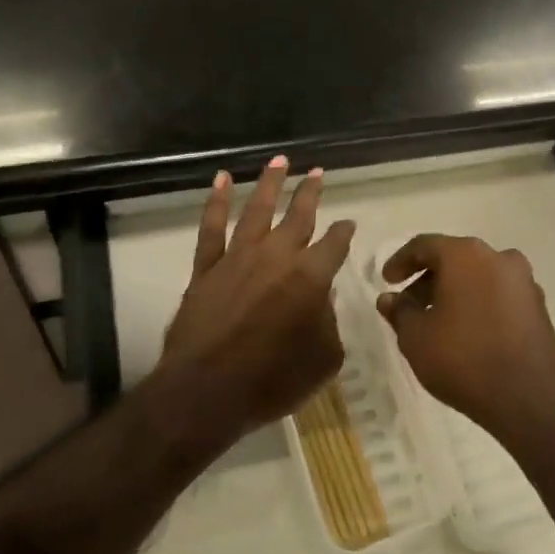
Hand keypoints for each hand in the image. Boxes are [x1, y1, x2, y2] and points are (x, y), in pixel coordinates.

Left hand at [156, 157, 355, 440]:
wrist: (206, 393)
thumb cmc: (272, 381)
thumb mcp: (323, 360)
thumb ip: (329, 325)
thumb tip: (321, 302)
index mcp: (311, 278)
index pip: (334, 245)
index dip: (344, 233)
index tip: (348, 224)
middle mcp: (277, 258)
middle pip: (298, 217)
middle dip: (310, 193)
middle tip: (318, 172)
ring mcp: (238, 259)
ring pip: (257, 210)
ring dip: (270, 183)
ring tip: (279, 160)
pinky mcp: (206, 269)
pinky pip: (212, 228)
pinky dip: (217, 202)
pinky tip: (222, 180)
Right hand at [376, 234, 554, 452]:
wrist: (529, 400)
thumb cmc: (463, 359)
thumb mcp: (416, 338)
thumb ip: (399, 312)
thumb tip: (389, 299)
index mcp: (467, 255)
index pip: (425, 245)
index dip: (401, 261)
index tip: (386, 282)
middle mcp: (500, 258)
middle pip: (454, 259)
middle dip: (428, 279)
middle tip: (408, 306)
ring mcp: (525, 282)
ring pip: (479, 277)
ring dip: (454, 292)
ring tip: (435, 322)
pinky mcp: (539, 307)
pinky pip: (498, 295)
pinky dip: (478, 304)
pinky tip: (466, 331)